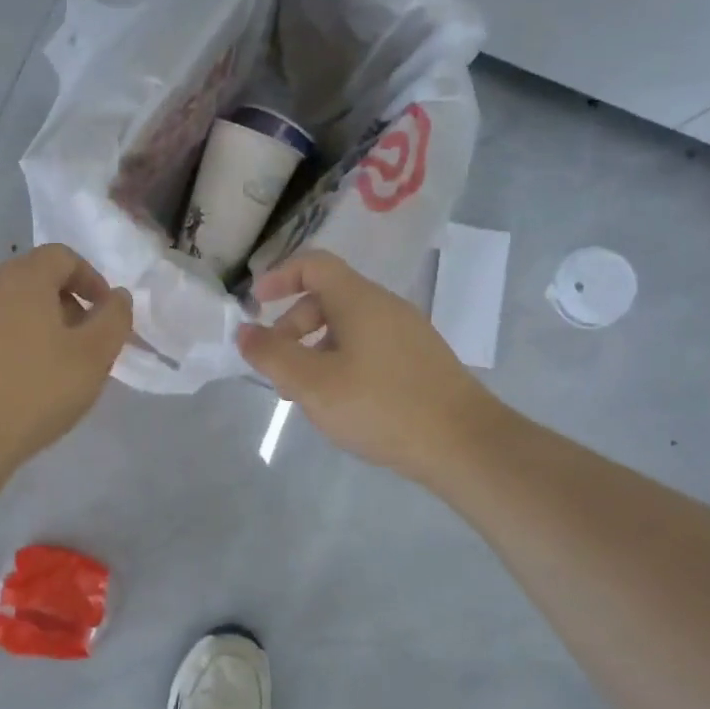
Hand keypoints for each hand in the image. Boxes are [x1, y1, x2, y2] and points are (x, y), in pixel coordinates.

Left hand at [0, 244, 132, 468]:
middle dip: (64, 305)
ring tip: (50, 368)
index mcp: (21, 277)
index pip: (62, 257)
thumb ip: (114, 319)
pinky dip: (6, 345)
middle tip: (82, 345)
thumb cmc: (33, 390)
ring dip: (34, 327)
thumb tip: (117, 297)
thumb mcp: (93, 357)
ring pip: (6, 307)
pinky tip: (15, 383)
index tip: (105, 315)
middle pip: (33, 280)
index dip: (91, 280)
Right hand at [237, 250, 499, 487]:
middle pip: (327, 299)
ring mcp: (407, 333)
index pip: (314, 264)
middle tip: (278, 370)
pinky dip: (341, 363)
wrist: (465, 444)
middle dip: (292, 328)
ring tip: (305, 394)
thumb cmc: (381, 406)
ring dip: (315, 351)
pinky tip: (342, 403)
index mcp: (359, 300)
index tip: (256, 303)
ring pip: (347, 328)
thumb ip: (272, 355)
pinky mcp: (419, 361)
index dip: (280, 276)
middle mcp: (385, 307)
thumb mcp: (312, 384)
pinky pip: (368, 347)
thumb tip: (244, 331)